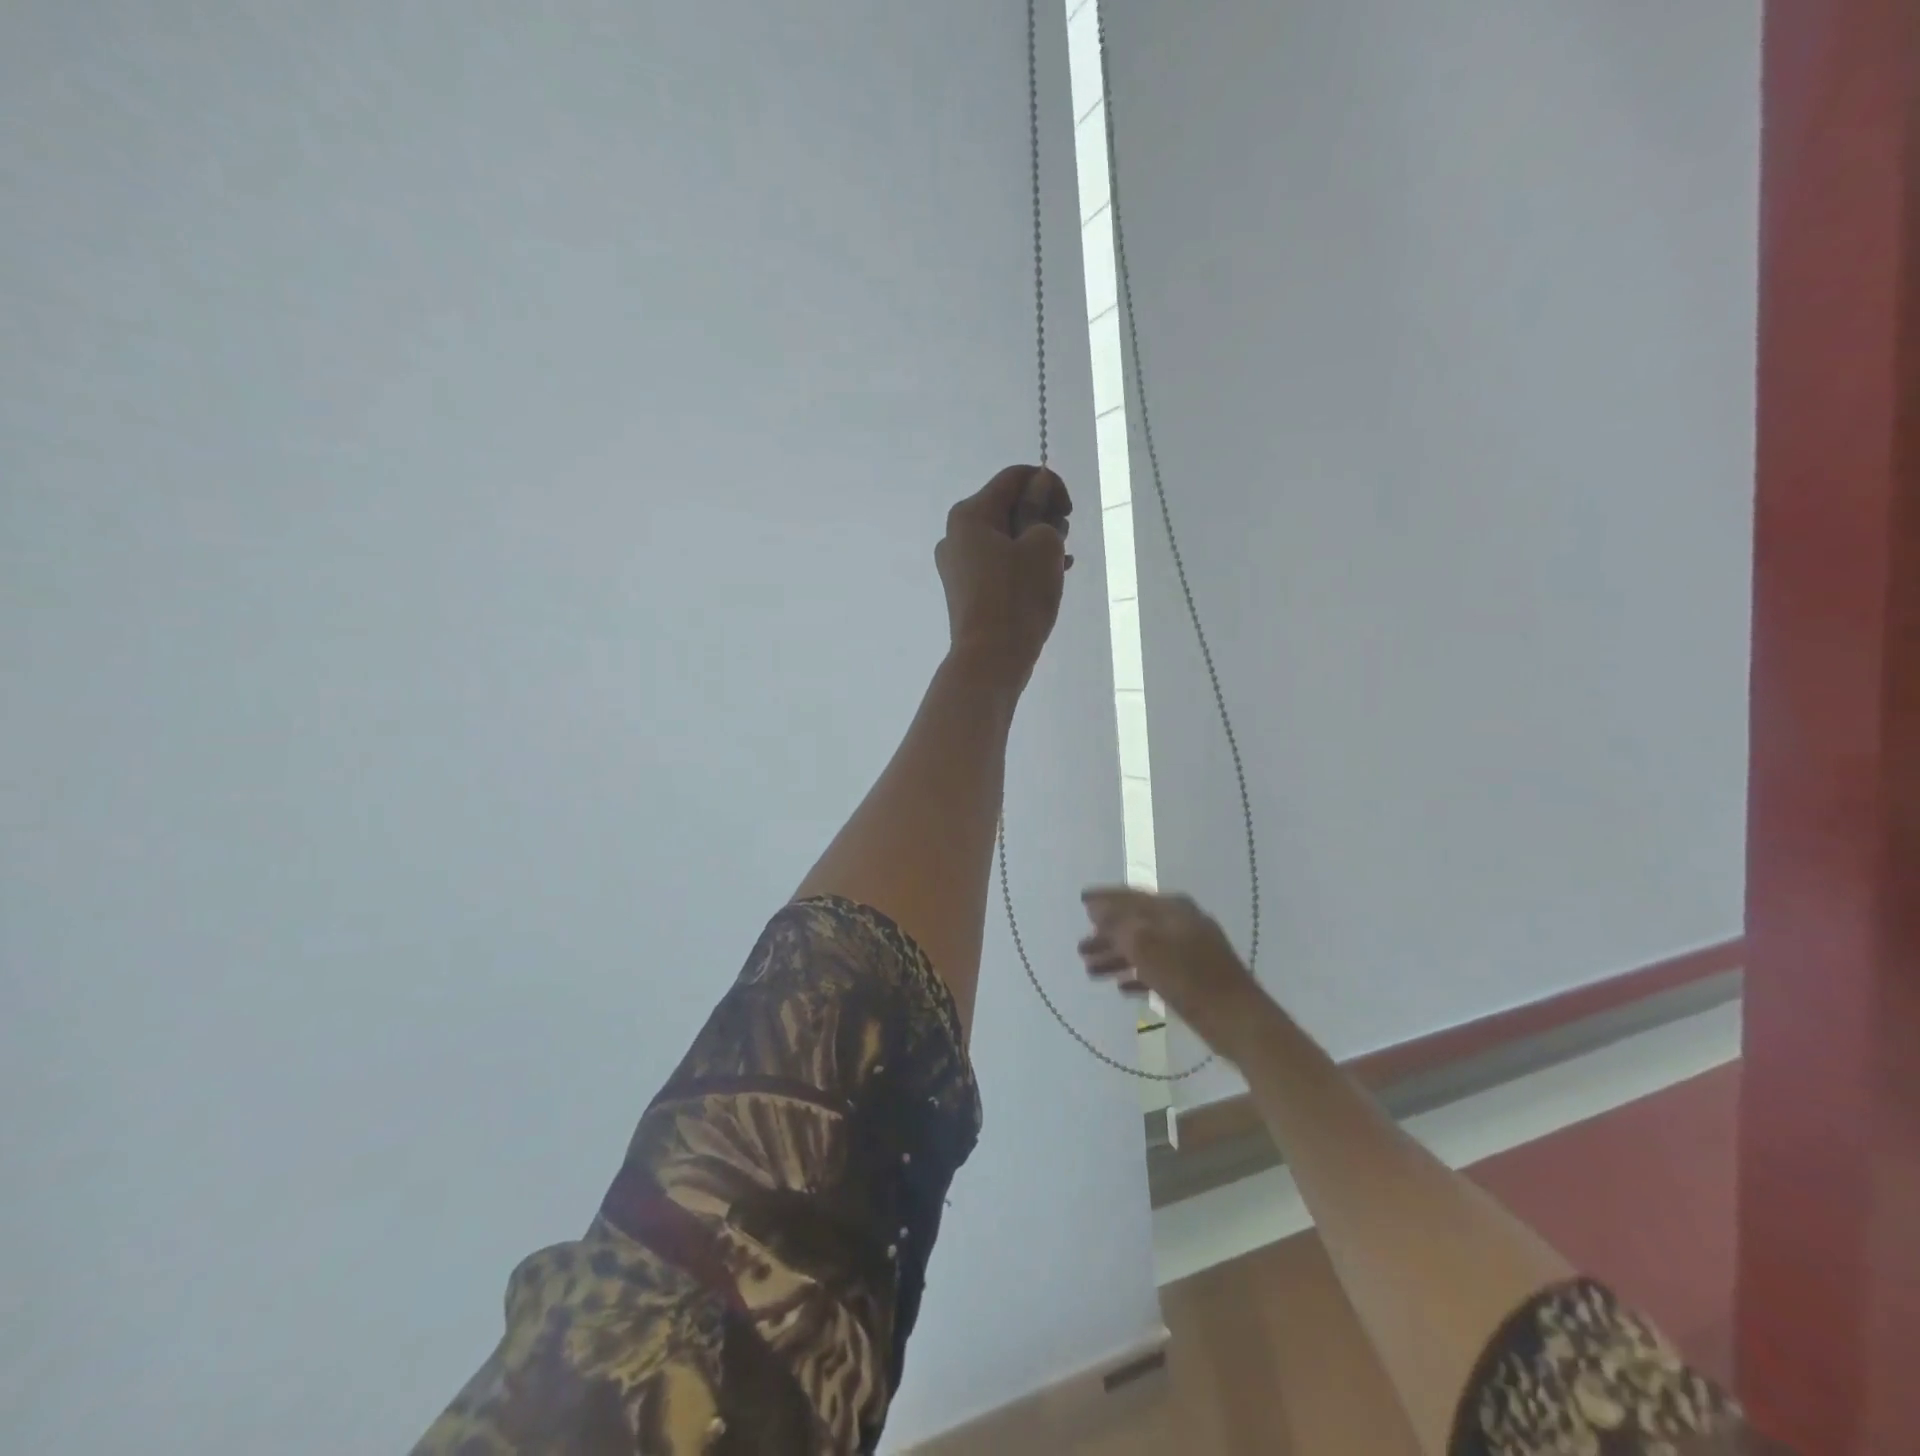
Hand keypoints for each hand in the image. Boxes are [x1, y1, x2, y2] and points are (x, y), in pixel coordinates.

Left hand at [936, 465, 1073, 688]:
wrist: (991, 659)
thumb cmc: (1019, 596)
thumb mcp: (1042, 545)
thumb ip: (1040, 508)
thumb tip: (1036, 488)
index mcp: (970, 514)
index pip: (1014, 478)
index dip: (1048, 484)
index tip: (1069, 511)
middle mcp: (956, 535)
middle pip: (1006, 506)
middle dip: (1041, 514)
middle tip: (1063, 539)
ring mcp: (957, 565)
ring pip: (1004, 537)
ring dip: (1035, 540)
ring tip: (1060, 561)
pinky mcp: (965, 590)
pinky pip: (999, 563)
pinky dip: (1023, 562)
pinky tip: (1050, 575)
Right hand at [1079, 887, 1266, 1056]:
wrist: (1240, 1021)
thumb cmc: (1189, 978)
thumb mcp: (1146, 946)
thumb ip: (1118, 925)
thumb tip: (1096, 908)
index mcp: (1172, 909)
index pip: (1131, 897)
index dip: (1104, 900)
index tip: (1081, 902)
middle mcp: (1181, 924)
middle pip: (1136, 924)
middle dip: (1107, 936)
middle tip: (1081, 949)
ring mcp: (1190, 951)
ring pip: (1145, 948)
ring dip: (1117, 957)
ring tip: (1091, 972)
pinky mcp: (1195, 978)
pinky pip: (1158, 970)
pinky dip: (1137, 975)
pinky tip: (1121, 988)